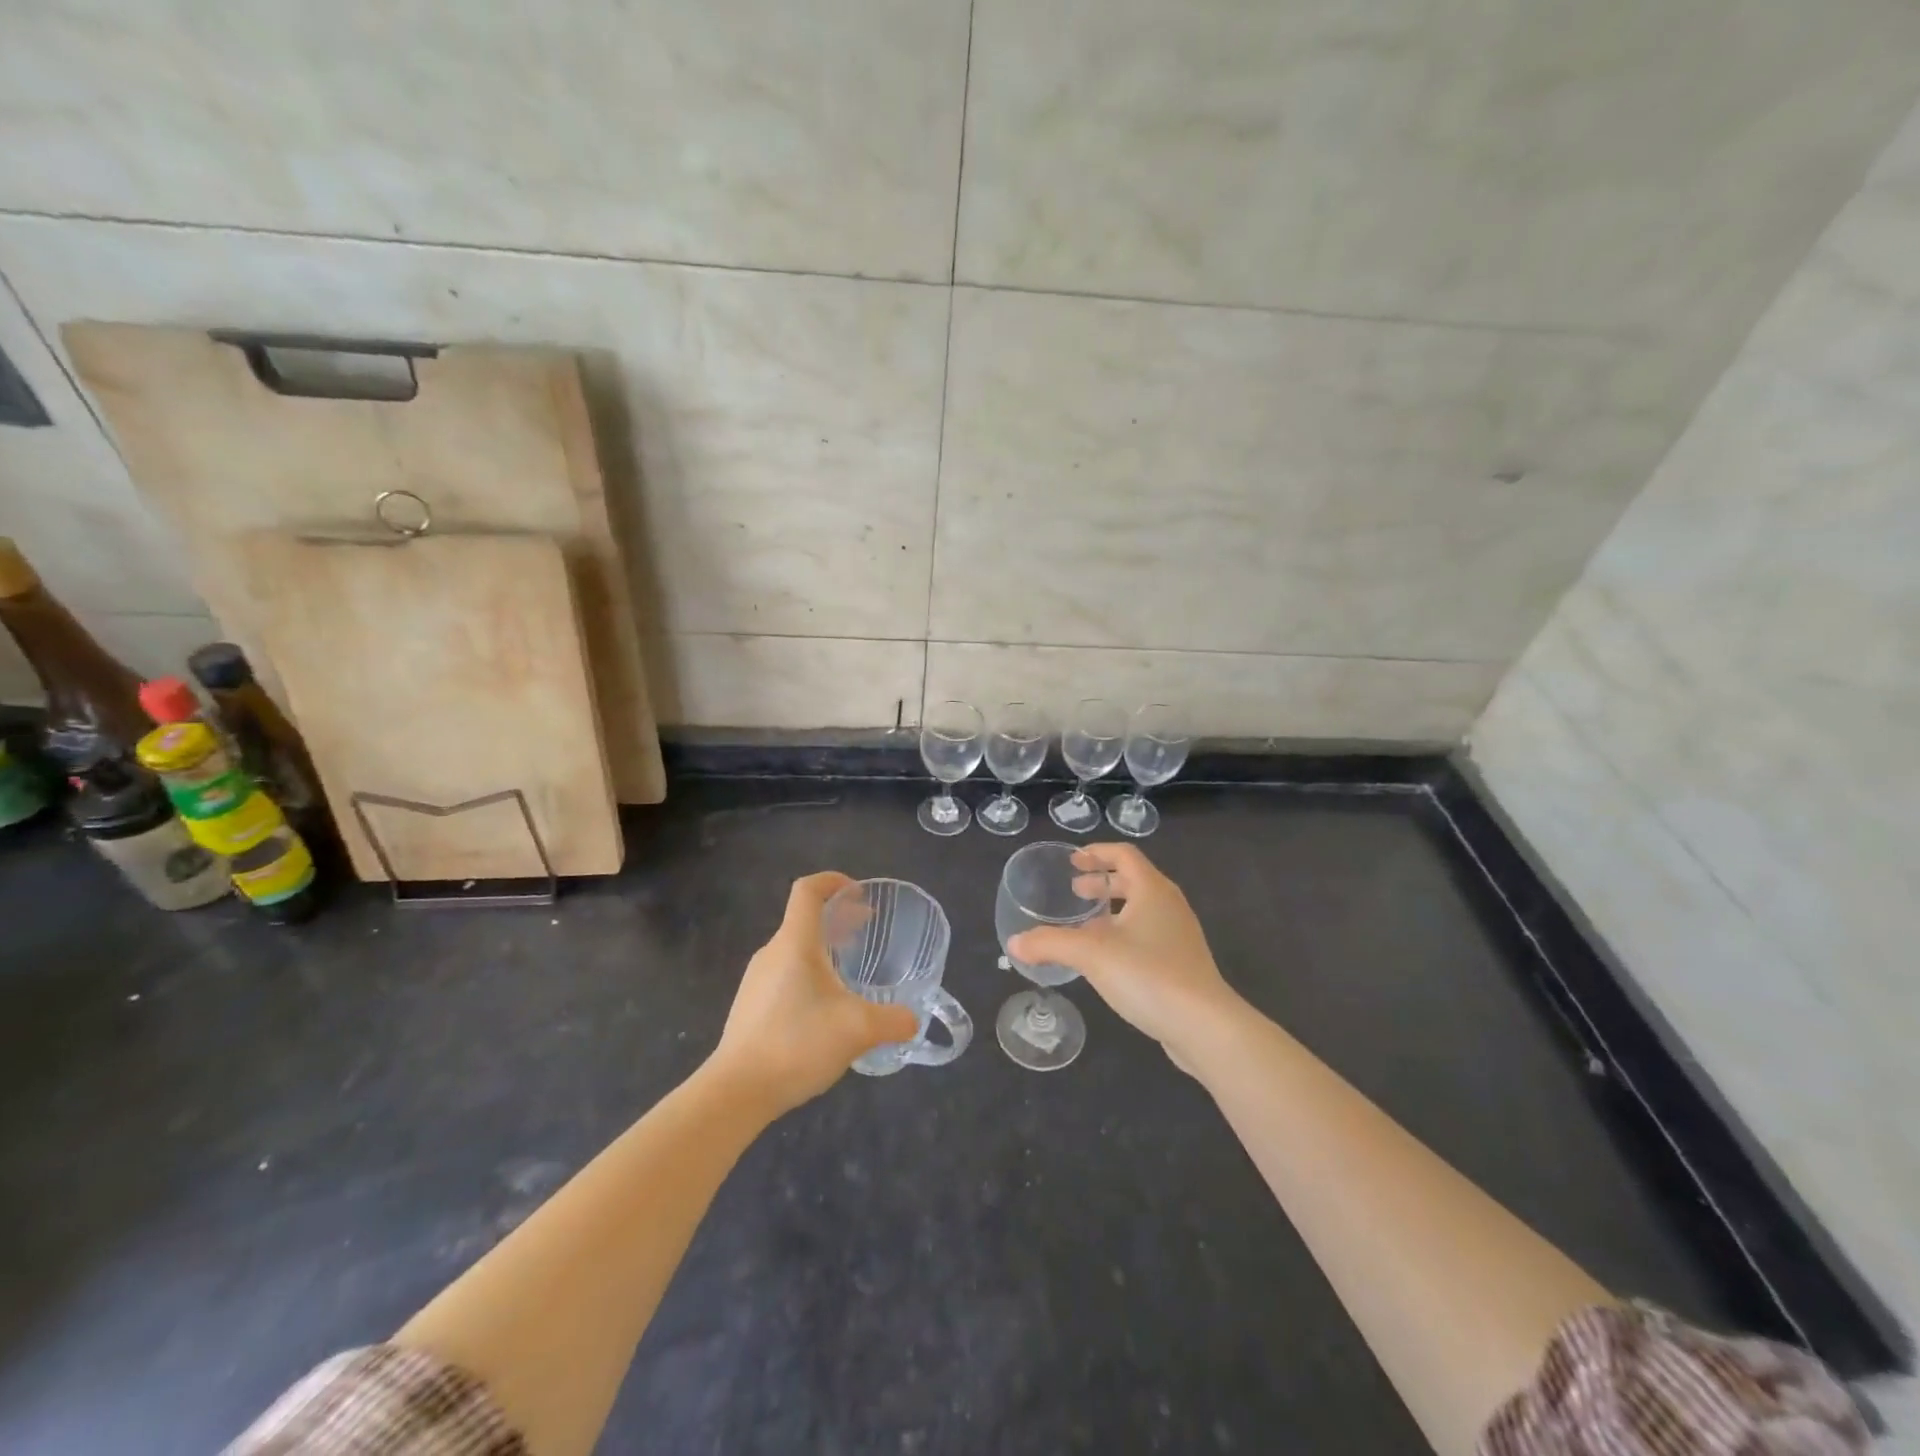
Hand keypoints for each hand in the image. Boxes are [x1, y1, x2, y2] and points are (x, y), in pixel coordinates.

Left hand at [711, 873, 918, 1117]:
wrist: (737, 1091)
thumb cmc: (797, 1043)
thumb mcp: (858, 1030)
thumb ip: (893, 1021)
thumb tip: (913, 1020)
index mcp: (795, 943)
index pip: (808, 890)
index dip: (833, 881)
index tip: (859, 895)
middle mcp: (772, 952)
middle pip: (804, 919)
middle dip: (838, 919)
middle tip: (866, 932)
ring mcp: (756, 980)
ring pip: (794, 949)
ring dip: (824, 949)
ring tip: (849, 974)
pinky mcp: (750, 1006)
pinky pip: (784, 974)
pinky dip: (809, 974)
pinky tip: (824, 1010)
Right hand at [1008, 844, 1238, 1068]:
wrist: (1205, 1026)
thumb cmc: (1149, 974)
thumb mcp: (1092, 954)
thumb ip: (1050, 944)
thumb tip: (1015, 943)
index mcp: (1152, 889)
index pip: (1124, 855)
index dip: (1098, 853)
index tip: (1074, 860)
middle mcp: (1170, 905)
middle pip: (1134, 880)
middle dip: (1103, 883)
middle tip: (1075, 891)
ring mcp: (1179, 936)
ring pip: (1142, 910)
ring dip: (1113, 911)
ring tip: (1086, 926)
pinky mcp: (1182, 964)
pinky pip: (1148, 935)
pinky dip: (1124, 935)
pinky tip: (1107, 960)